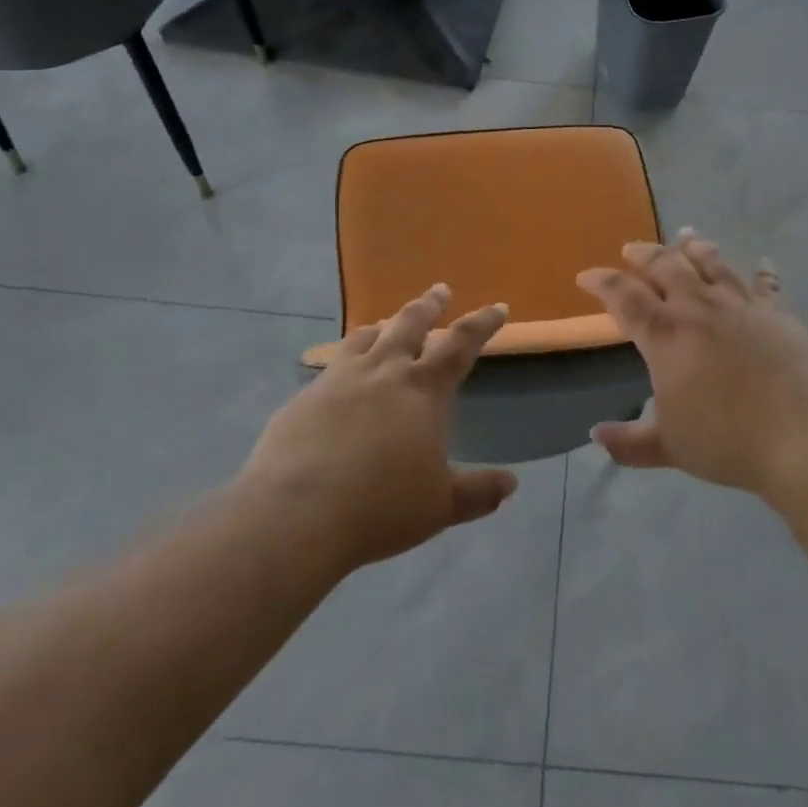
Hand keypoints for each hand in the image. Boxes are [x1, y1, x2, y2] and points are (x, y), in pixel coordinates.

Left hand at [241, 285, 517, 570]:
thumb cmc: (381, 508)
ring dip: (382, 326)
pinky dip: (343, 363)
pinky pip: (329, 369)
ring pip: (364, 338)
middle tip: (440, 290)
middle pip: (410, 324)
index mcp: (423, 390)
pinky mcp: (302, 400)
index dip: (483, 324)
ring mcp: (337, 381)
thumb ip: (478, 492)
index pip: (461, 344)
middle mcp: (382, 372)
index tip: (498, 307)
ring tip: (385, 324)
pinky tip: (338, 379)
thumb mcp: (440, 505)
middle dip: (429, 305)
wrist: (296, 516)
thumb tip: (511, 484)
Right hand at [578, 231, 807, 495]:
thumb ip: (630, 442)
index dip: (602, 282)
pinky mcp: (776, 313)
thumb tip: (596, 435)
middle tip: (632, 248)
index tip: (587, 276)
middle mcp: (699, 309)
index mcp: (666, 336)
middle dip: (644, 254)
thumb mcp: (670, 447)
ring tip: (685, 235)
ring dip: (694, 246)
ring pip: (712, 263)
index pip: (624, 297)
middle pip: (666, 266)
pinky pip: (766, 284)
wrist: (803, 433)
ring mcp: (741, 306)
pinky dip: (761, 272)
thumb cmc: (728, 440)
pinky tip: (762, 263)